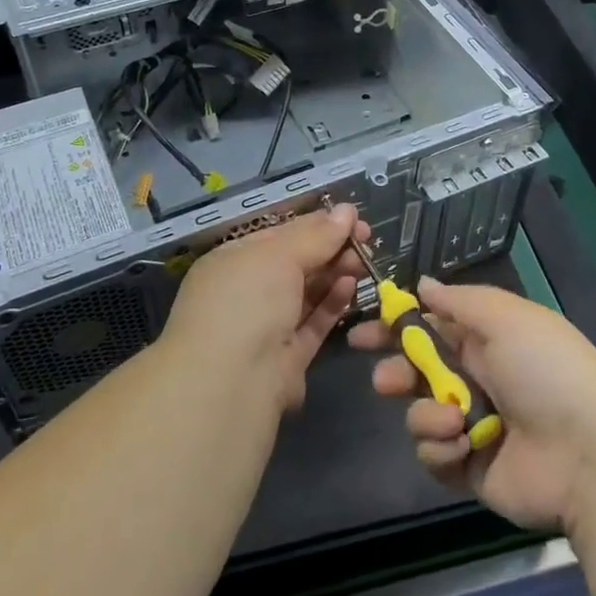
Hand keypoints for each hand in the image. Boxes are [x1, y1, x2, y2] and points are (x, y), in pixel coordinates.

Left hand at [159, 205, 371, 412]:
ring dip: (335, 273)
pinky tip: (351, 285)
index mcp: (232, 261)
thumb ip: (316, 235)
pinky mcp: (286, 358)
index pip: (278, 234)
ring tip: (364, 261)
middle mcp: (246, 292)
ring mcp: (265, 327)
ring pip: (306, 293)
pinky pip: (313, 323)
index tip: (351, 217)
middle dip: (330, 248)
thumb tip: (347, 210)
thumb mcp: (279, 256)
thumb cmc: (246, 302)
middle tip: (365, 239)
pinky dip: (332, 303)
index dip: (315, 224)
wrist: (230, 385)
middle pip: (295, 263)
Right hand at [350, 280, 595, 533]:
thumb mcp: (505, 317)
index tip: (363, 329)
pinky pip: (433, 453)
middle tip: (385, 381)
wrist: (587, 454)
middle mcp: (476, 379)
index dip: (396, 326)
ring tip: (452, 421)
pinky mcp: (468, 467)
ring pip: (420, 413)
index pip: (431, 327)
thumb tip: (423, 284)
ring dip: (427, 414)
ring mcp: (472, 426)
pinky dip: (441, 448)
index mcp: (487, 340)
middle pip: (417, 372)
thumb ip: (458, 301)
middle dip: (395, 373)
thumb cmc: (545, 370)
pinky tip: (463, 446)